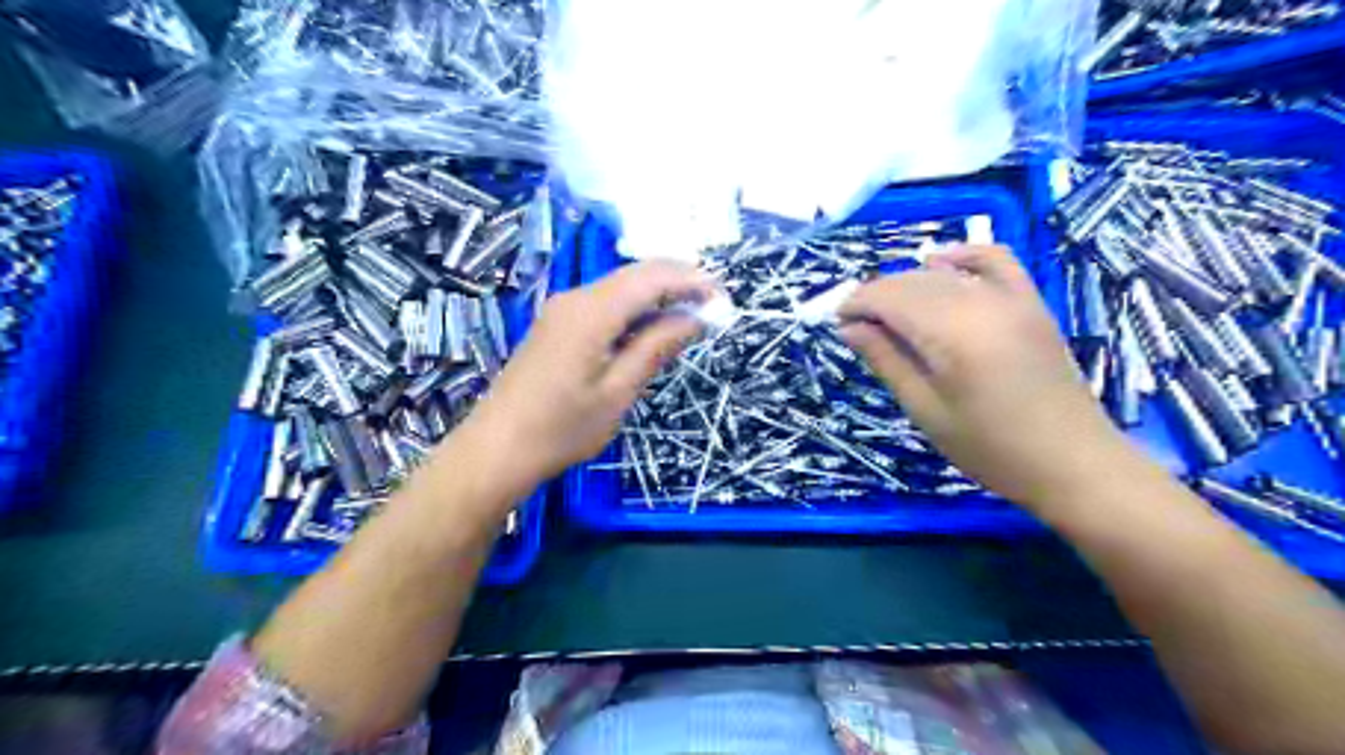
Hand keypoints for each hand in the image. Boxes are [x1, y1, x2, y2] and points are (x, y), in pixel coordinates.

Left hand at [461, 262, 718, 491]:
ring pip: (620, 288)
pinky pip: (604, 305)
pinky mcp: (557, 325)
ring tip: (691, 317)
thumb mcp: (618, 391)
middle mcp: (574, 298)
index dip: (691, 280)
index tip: (723, 296)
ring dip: (657, 297)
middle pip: (635, 276)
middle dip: (677, 284)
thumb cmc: (562, 428)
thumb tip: (694, 317)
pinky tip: (651, 329)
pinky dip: (634, 310)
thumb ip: (656, 347)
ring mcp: (562, 310)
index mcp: (591, 311)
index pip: (651, 277)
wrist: (497, 449)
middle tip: (713, 306)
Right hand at [838, 245, 1131, 508]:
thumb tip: (849, 327)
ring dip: (908, 284)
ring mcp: (1011, 299)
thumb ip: (887, 361)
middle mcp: (980, 303)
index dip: (858, 304)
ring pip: (945, 273)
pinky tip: (939, 262)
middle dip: (878, 295)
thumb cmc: (990, 448)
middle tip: (856, 323)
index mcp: (951, 334)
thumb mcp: (925, 410)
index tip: (838, 321)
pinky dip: (964, 256)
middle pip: (913, 282)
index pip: (890, 298)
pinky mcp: (1030, 303)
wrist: (1073, 462)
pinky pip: (995, 261)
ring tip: (888, 310)